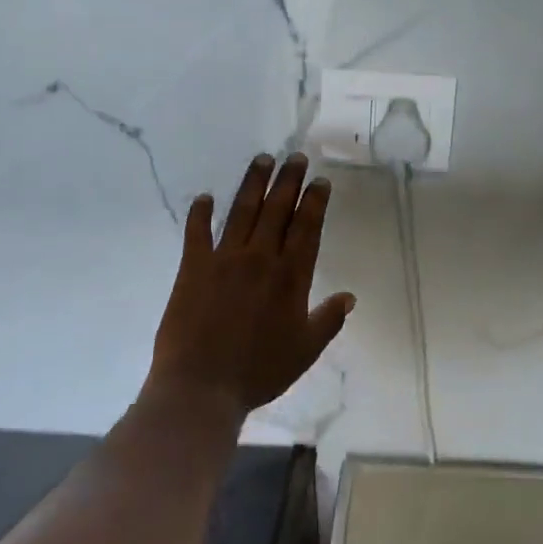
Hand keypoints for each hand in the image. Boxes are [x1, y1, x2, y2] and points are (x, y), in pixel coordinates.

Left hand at [150, 154, 355, 416]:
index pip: (307, 227)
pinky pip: (196, 232)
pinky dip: (200, 212)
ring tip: (262, 160)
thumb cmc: (259, 371)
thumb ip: (328, 320)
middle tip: (294, 157)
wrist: (202, 386)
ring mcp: (224, 259)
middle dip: (288, 180)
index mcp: (291, 277)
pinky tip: (204, 196)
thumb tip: (349, 297)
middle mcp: (260, 258)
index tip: (319, 181)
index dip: (314, 201)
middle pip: (277, 210)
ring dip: (253, 183)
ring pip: (242, 211)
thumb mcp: (305, 350)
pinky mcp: (192, 268)